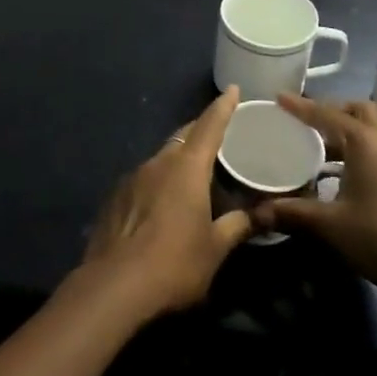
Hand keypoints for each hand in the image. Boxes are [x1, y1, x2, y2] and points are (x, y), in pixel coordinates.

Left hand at [78, 87, 254, 318]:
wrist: (114, 286)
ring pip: (162, 157)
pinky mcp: (115, 196)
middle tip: (219, 133)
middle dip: (200, 131)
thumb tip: (262, 215)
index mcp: (187, 168)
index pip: (209, 126)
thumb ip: (238, 226)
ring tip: (194, 173)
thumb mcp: (215, 248)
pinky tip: (163, 202)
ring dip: (178, 159)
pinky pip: (144, 178)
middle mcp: (158, 163)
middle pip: (183, 137)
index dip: (223, 107)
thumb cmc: (175, 263)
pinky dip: (159, 181)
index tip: (233, 90)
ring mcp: (132, 177)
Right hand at [253, 96, 376, 315]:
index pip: (326, 114)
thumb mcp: (331, 226)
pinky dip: (357, 152)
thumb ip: (291, 214)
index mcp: (365, 141)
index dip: (301, 106)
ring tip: (315, 148)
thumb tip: (253, 214)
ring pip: (371, 132)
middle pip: (359, 111)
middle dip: (332, 110)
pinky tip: (339, 178)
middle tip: (304, 122)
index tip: (278, 97)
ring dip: (345, 133)